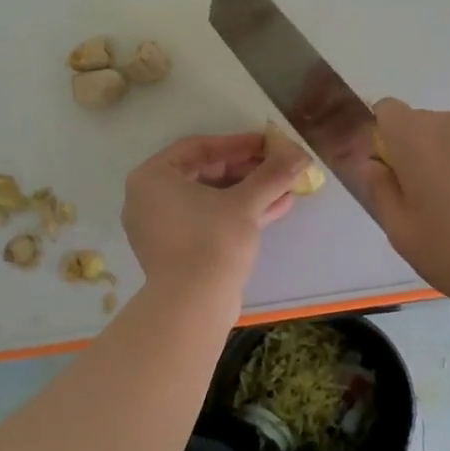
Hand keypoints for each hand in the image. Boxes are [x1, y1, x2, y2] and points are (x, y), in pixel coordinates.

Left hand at [122, 132, 307, 305]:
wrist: (193, 306)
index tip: (268, 144)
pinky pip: (208, 221)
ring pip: (210, 200)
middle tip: (278, 167)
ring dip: (249, 192)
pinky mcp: (176, 252)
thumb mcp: (245, 202)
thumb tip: (300, 153)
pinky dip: (238, 214)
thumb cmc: (212, 241)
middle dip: (247, 170)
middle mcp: (149, 199)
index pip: (199, 147)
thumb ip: (272, 174)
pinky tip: (276, 208)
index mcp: (152, 178)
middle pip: (205, 173)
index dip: (238, 143)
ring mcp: (161, 228)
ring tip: (285, 187)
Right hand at [357, 99, 449, 311]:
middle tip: (421, 202)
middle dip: (414, 154)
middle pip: (420, 125)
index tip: (390, 174)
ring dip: (446, 163)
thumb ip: (380, 190)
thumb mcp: (401, 231)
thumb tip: (373, 165)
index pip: (386, 110)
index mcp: (417, 137)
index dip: (382, 138)